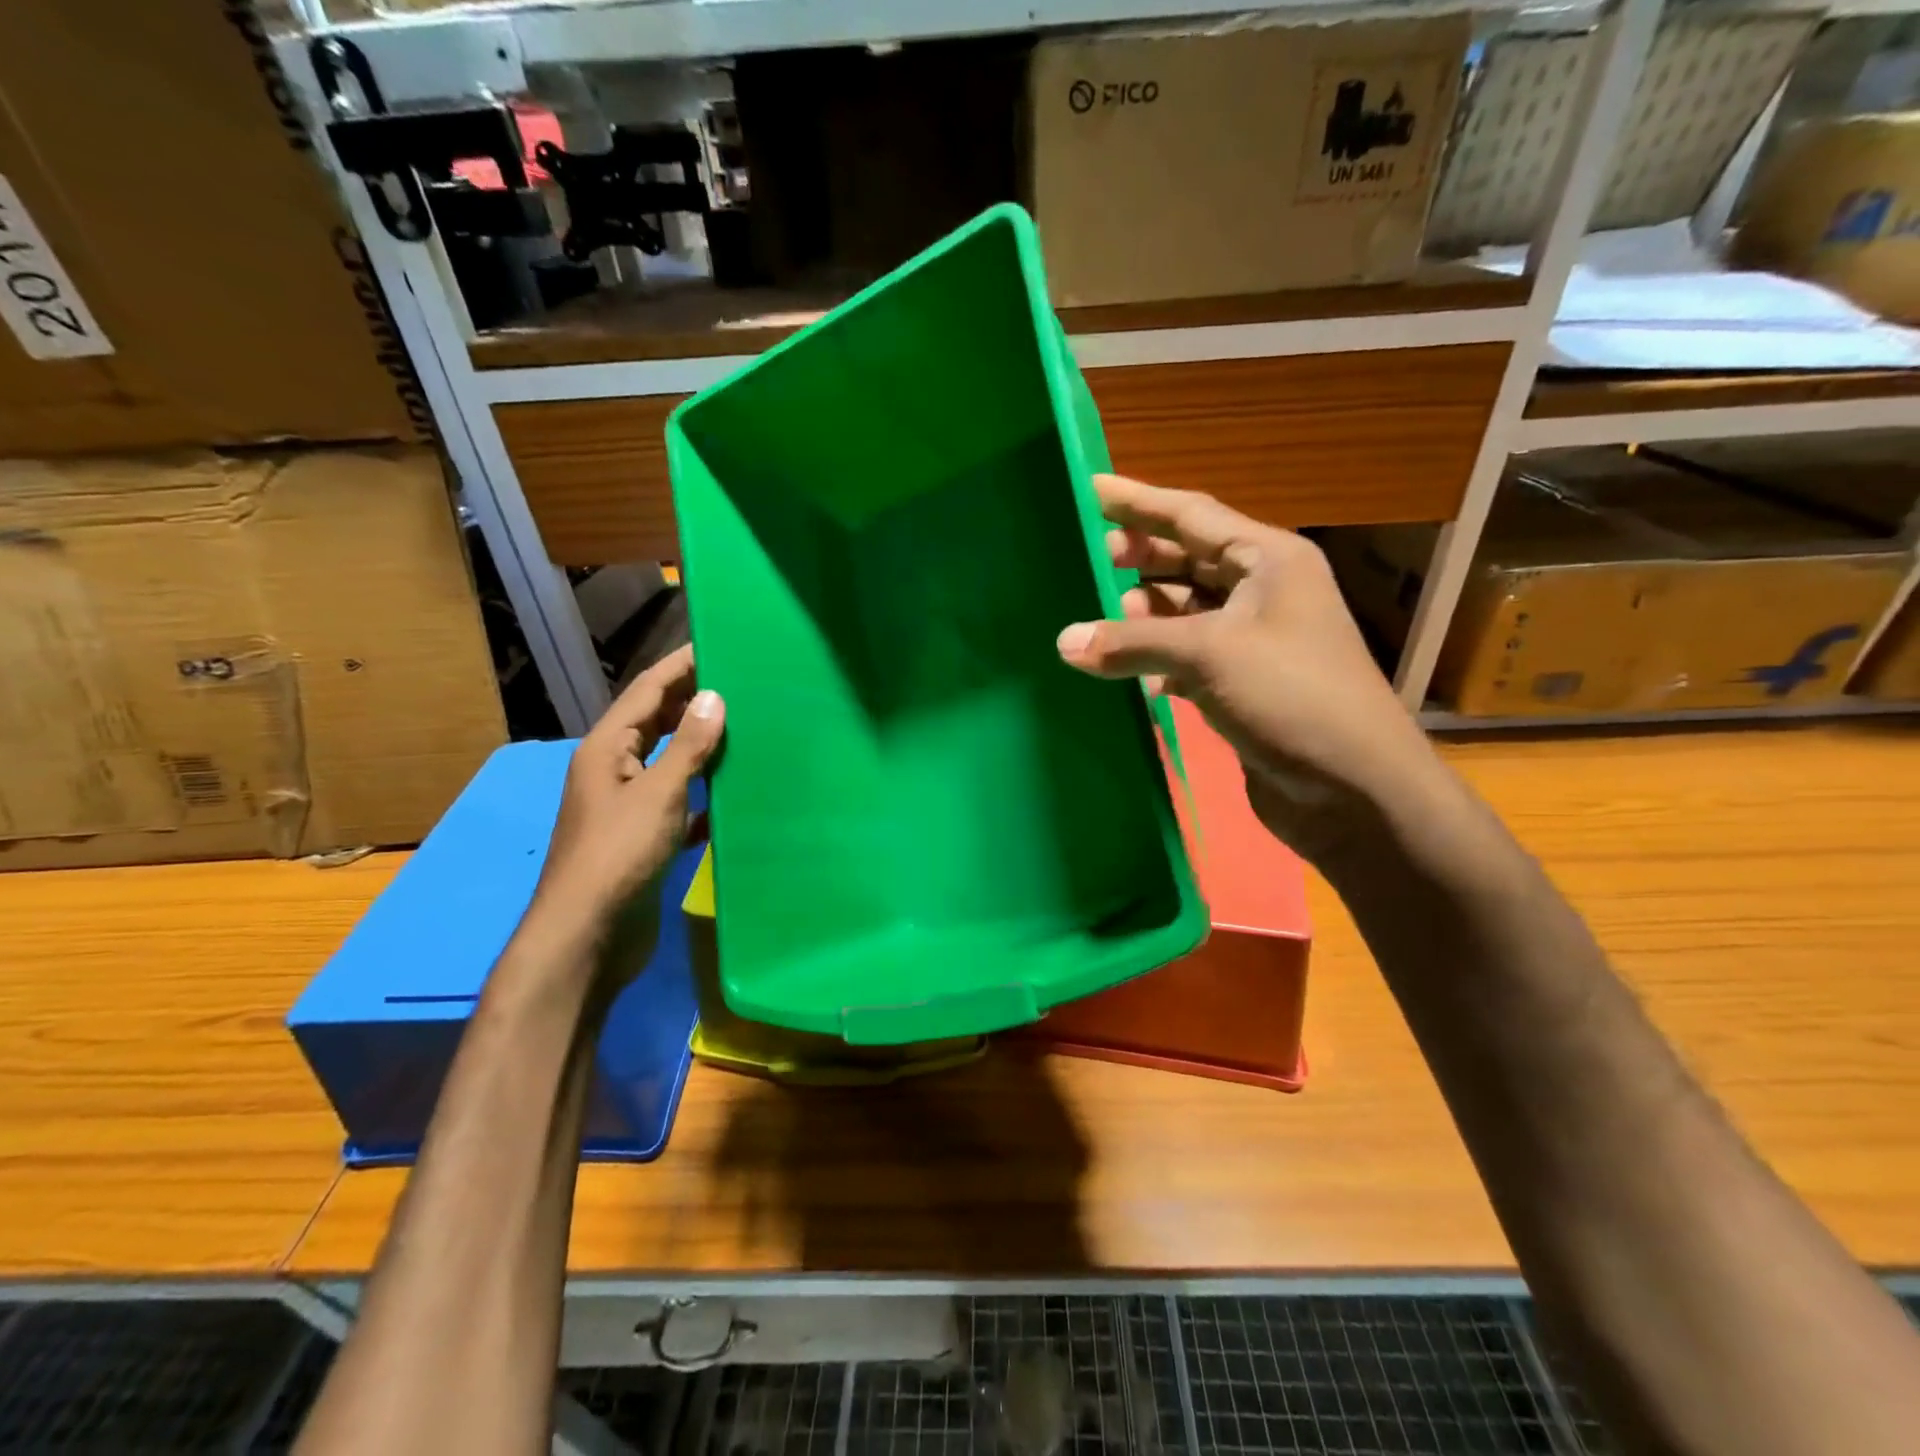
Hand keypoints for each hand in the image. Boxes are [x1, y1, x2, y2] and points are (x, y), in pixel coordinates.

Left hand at [533, 644, 725, 934]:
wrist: (589, 936)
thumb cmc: (618, 855)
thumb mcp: (657, 793)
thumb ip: (688, 746)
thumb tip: (713, 696)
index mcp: (608, 750)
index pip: (648, 693)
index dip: (680, 666)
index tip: (716, 643)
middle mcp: (615, 771)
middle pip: (658, 724)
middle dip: (694, 701)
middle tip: (741, 681)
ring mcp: (630, 807)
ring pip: (671, 763)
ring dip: (703, 747)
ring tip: (747, 727)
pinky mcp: (646, 839)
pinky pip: (680, 803)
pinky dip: (705, 794)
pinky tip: (735, 793)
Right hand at [1055, 474, 1441, 860]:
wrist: (1353, 790)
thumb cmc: (1291, 697)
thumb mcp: (1209, 655)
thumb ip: (1133, 642)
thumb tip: (1064, 641)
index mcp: (1269, 560)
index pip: (1192, 515)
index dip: (1139, 501)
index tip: (1090, 489)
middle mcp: (1263, 591)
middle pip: (1188, 561)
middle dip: (1138, 559)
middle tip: (1085, 559)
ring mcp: (1253, 640)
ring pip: (1184, 612)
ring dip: (1142, 616)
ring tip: (1095, 620)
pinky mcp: (1242, 685)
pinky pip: (1186, 657)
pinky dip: (1155, 661)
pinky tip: (1125, 673)